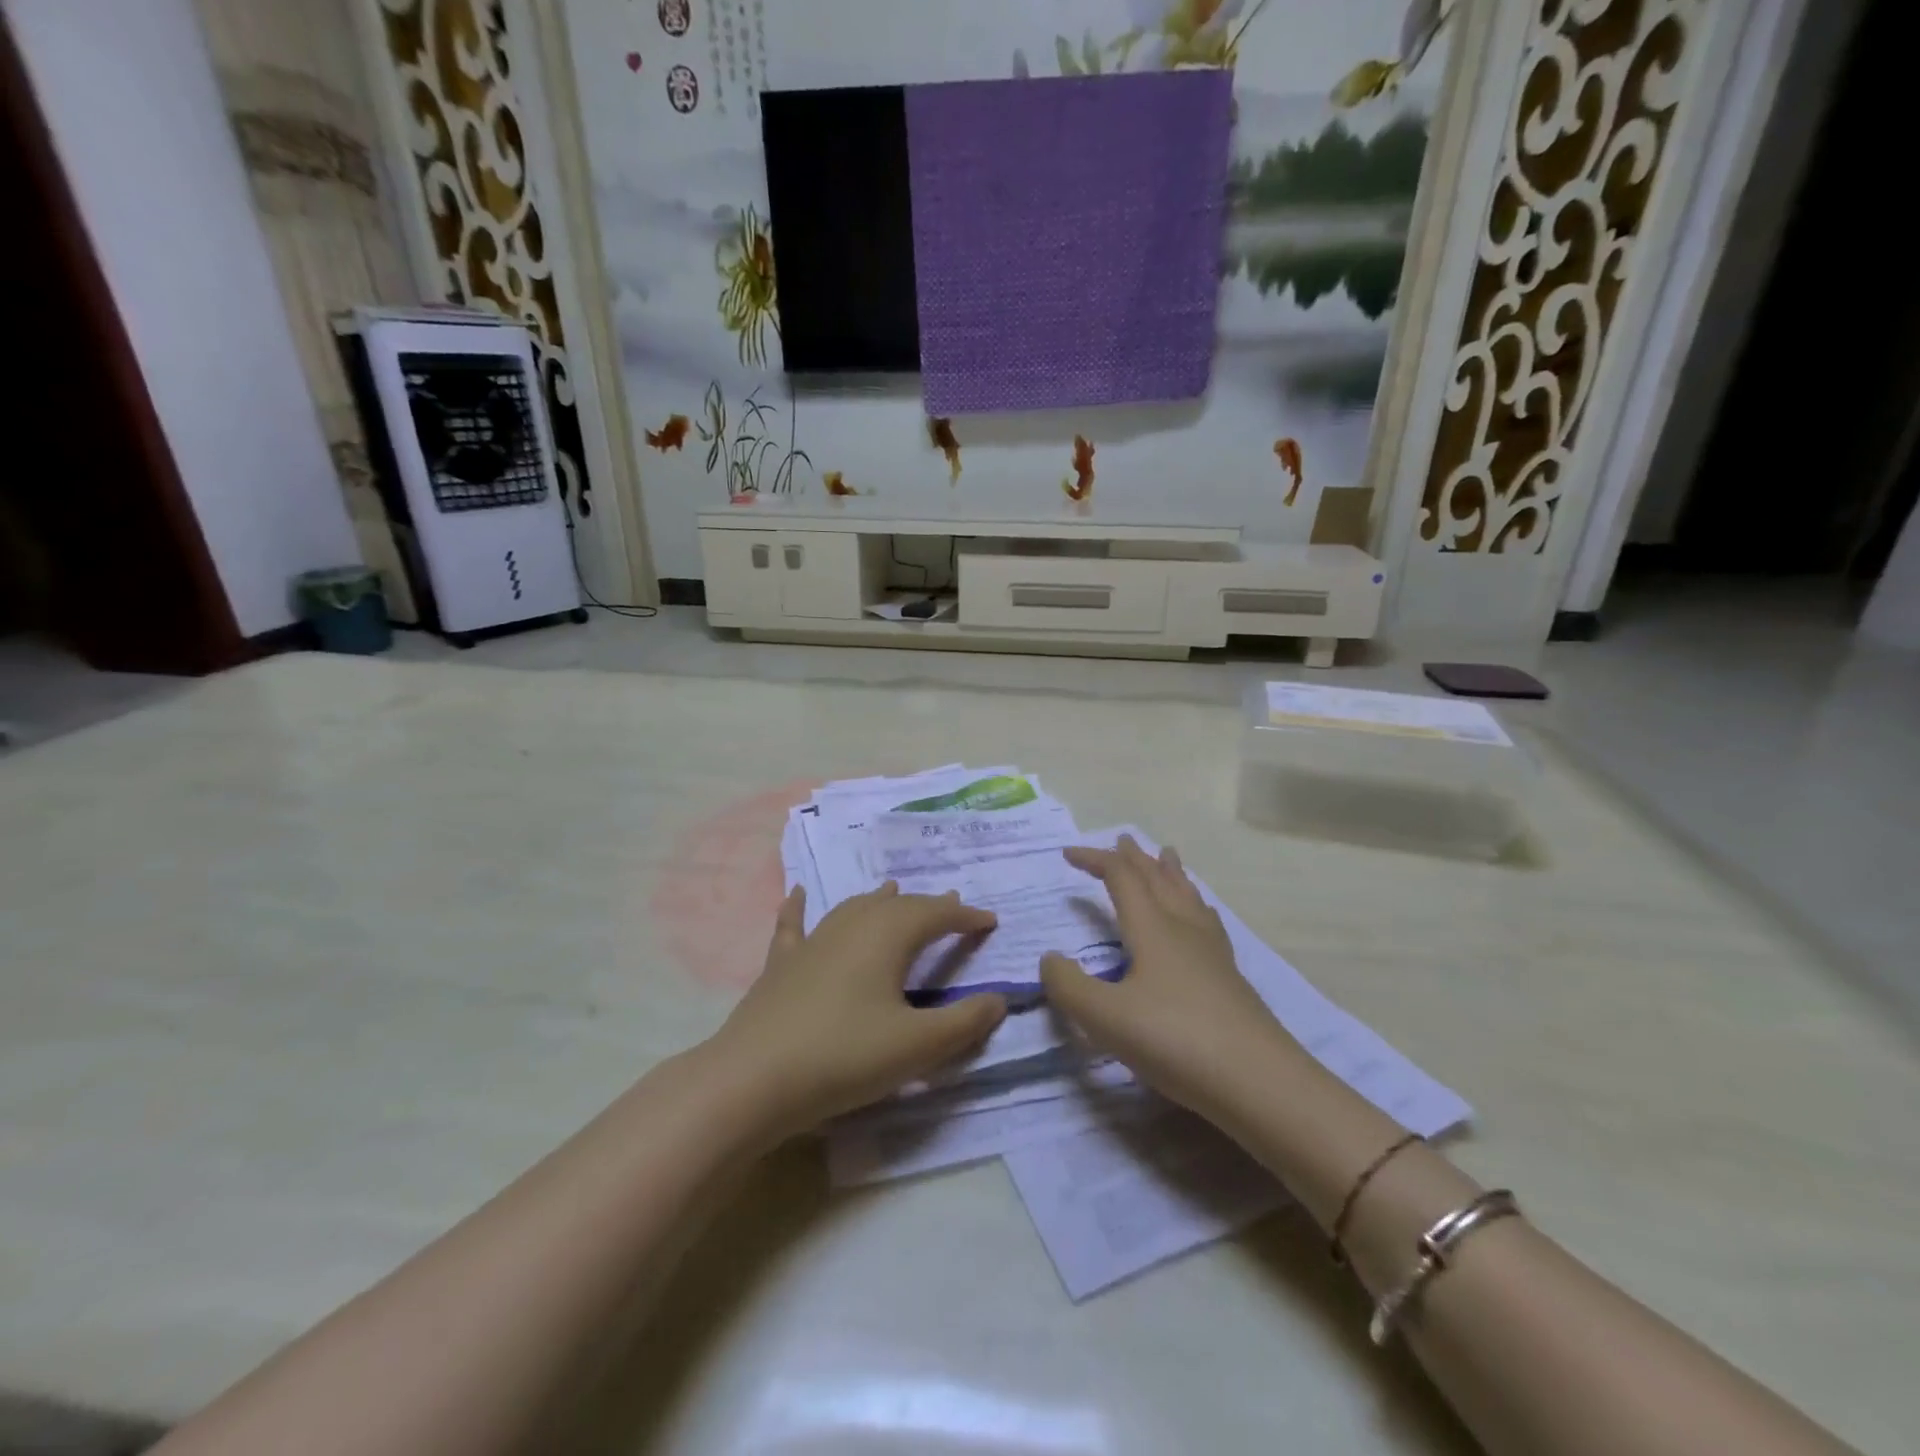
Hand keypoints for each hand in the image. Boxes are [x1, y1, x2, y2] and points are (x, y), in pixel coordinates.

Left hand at [710, 882, 1008, 1135]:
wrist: (754, 1080)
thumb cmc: (845, 1057)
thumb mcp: (917, 1046)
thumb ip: (964, 1022)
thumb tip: (1000, 998)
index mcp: (888, 936)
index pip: (936, 915)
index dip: (965, 916)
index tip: (989, 921)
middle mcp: (851, 926)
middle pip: (898, 907)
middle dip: (928, 906)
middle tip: (951, 906)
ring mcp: (812, 942)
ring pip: (853, 907)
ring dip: (879, 900)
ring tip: (894, 890)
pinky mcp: (781, 964)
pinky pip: (794, 925)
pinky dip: (799, 907)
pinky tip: (798, 892)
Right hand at [1040, 836, 1290, 1118]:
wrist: (1259, 1081)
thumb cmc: (1175, 1041)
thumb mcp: (1105, 1017)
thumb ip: (1068, 986)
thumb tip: (1050, 959)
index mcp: (1152, 928)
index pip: (1120, 878)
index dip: (1094, 860)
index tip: (1067, 854)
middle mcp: (1183, 929)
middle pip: (1158, 879)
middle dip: (1135, 858)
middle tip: (1122, 840)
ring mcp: (1212, 952)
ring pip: (1188, 896)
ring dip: (1170, 873)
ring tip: (1167, 856)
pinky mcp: (1229, 977)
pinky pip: (1207, 921)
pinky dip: (1194, 905)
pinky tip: (1201, 917)